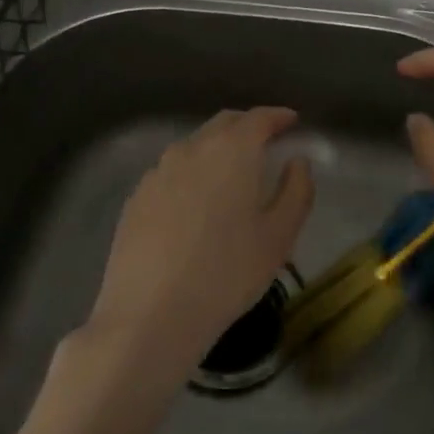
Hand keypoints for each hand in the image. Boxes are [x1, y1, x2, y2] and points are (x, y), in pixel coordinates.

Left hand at [87, 107, 314, 377]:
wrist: (150, 316)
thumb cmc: (227, 274)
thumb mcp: (279, 236)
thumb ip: (297, 190)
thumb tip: (297, 162)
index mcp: (232, 151)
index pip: (259, 118)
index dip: (279, 117)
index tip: (293, 122)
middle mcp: (192, 149)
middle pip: (224, 124)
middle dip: (248, 126)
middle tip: (267, 143)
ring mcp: (158, 172)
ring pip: (194, 146)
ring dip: (217, 148)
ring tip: (232, 173)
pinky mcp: (137, 197)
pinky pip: (171, 171)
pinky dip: (192, 172)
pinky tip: (196, 202)